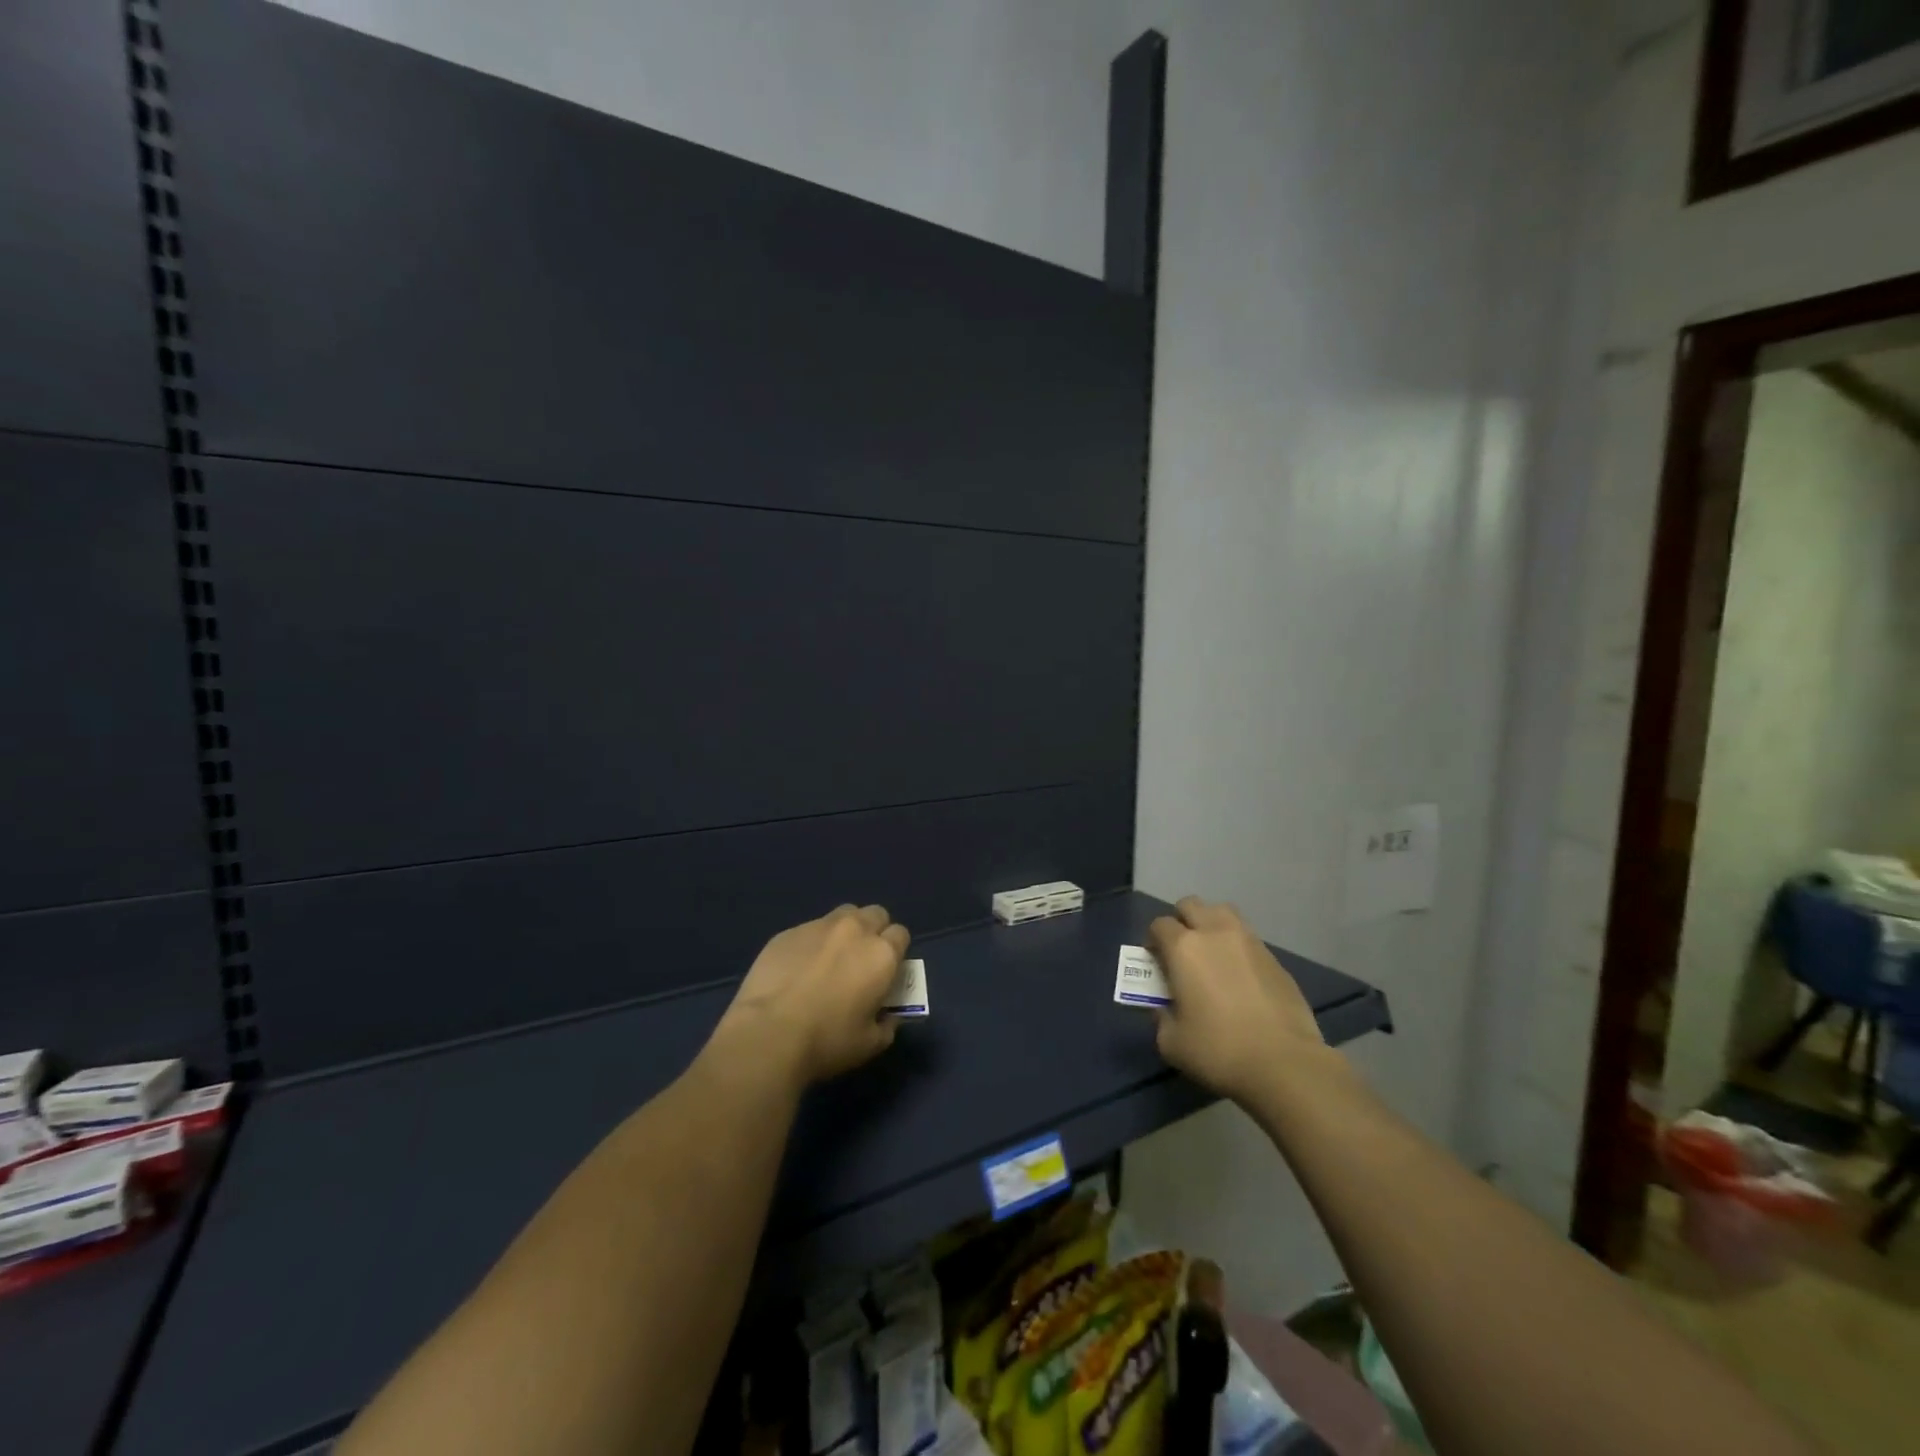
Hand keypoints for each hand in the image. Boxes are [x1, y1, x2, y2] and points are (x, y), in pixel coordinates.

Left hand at [717, 904, 909, 1085]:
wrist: (768, 1035)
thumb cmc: (828, 1041)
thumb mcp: (871, 1044)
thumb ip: (888, 1023)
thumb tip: (888, 1014)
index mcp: (881, 954)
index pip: (900, 934)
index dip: (895, 951)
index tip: (886, 971)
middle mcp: (854, 930)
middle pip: (875, 914)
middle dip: (874, 931)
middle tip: (862, 960)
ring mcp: (818, 926)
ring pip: (843, 915)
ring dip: (845, 930)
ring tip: (831, 958)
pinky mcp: (788, 932)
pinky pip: (809, 929)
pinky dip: (812, 943)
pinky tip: (798, 968)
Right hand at [1147, 896, 1325, 1103]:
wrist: (1285, 1064)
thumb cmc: (1219, 1050)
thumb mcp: (1171, 1042)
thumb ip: (1161, 1017)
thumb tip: (1164, 1006)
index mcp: (1184, 947)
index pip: (1159, 925)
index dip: (1153, 941)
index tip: (1155, 962)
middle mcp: (1215, 933)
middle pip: (1191, 905)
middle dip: (1181, 922)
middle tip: (1181, 952)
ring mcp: (1249, 942)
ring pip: (1223, 912)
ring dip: (1211, 924)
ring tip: (1212, 954)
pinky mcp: (1275, 959)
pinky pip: (1248, 939)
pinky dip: (1237, 948)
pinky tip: (1240, 976)